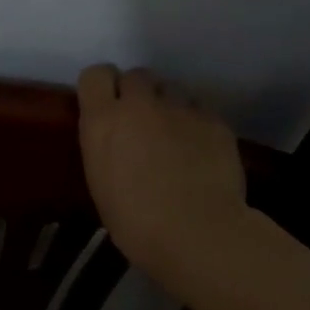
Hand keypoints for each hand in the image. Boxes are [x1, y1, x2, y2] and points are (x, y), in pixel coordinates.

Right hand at [77, 65, 248, 279]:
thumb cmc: (137, 223)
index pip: (95, 75)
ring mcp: (181, 108)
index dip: (102, 87)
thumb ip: (106, 148)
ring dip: (168, 105)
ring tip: (174, 134)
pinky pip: (200, 110)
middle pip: (136, 75)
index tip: (106, 105)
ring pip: (171, 89)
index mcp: (104, 121)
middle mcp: (140, 104)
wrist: (197, 233)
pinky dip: (196, 124)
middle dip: (137, 93)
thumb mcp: (101, 183)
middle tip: (141, 122)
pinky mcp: (214, 120)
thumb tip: (117, 142)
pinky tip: (200, 150)